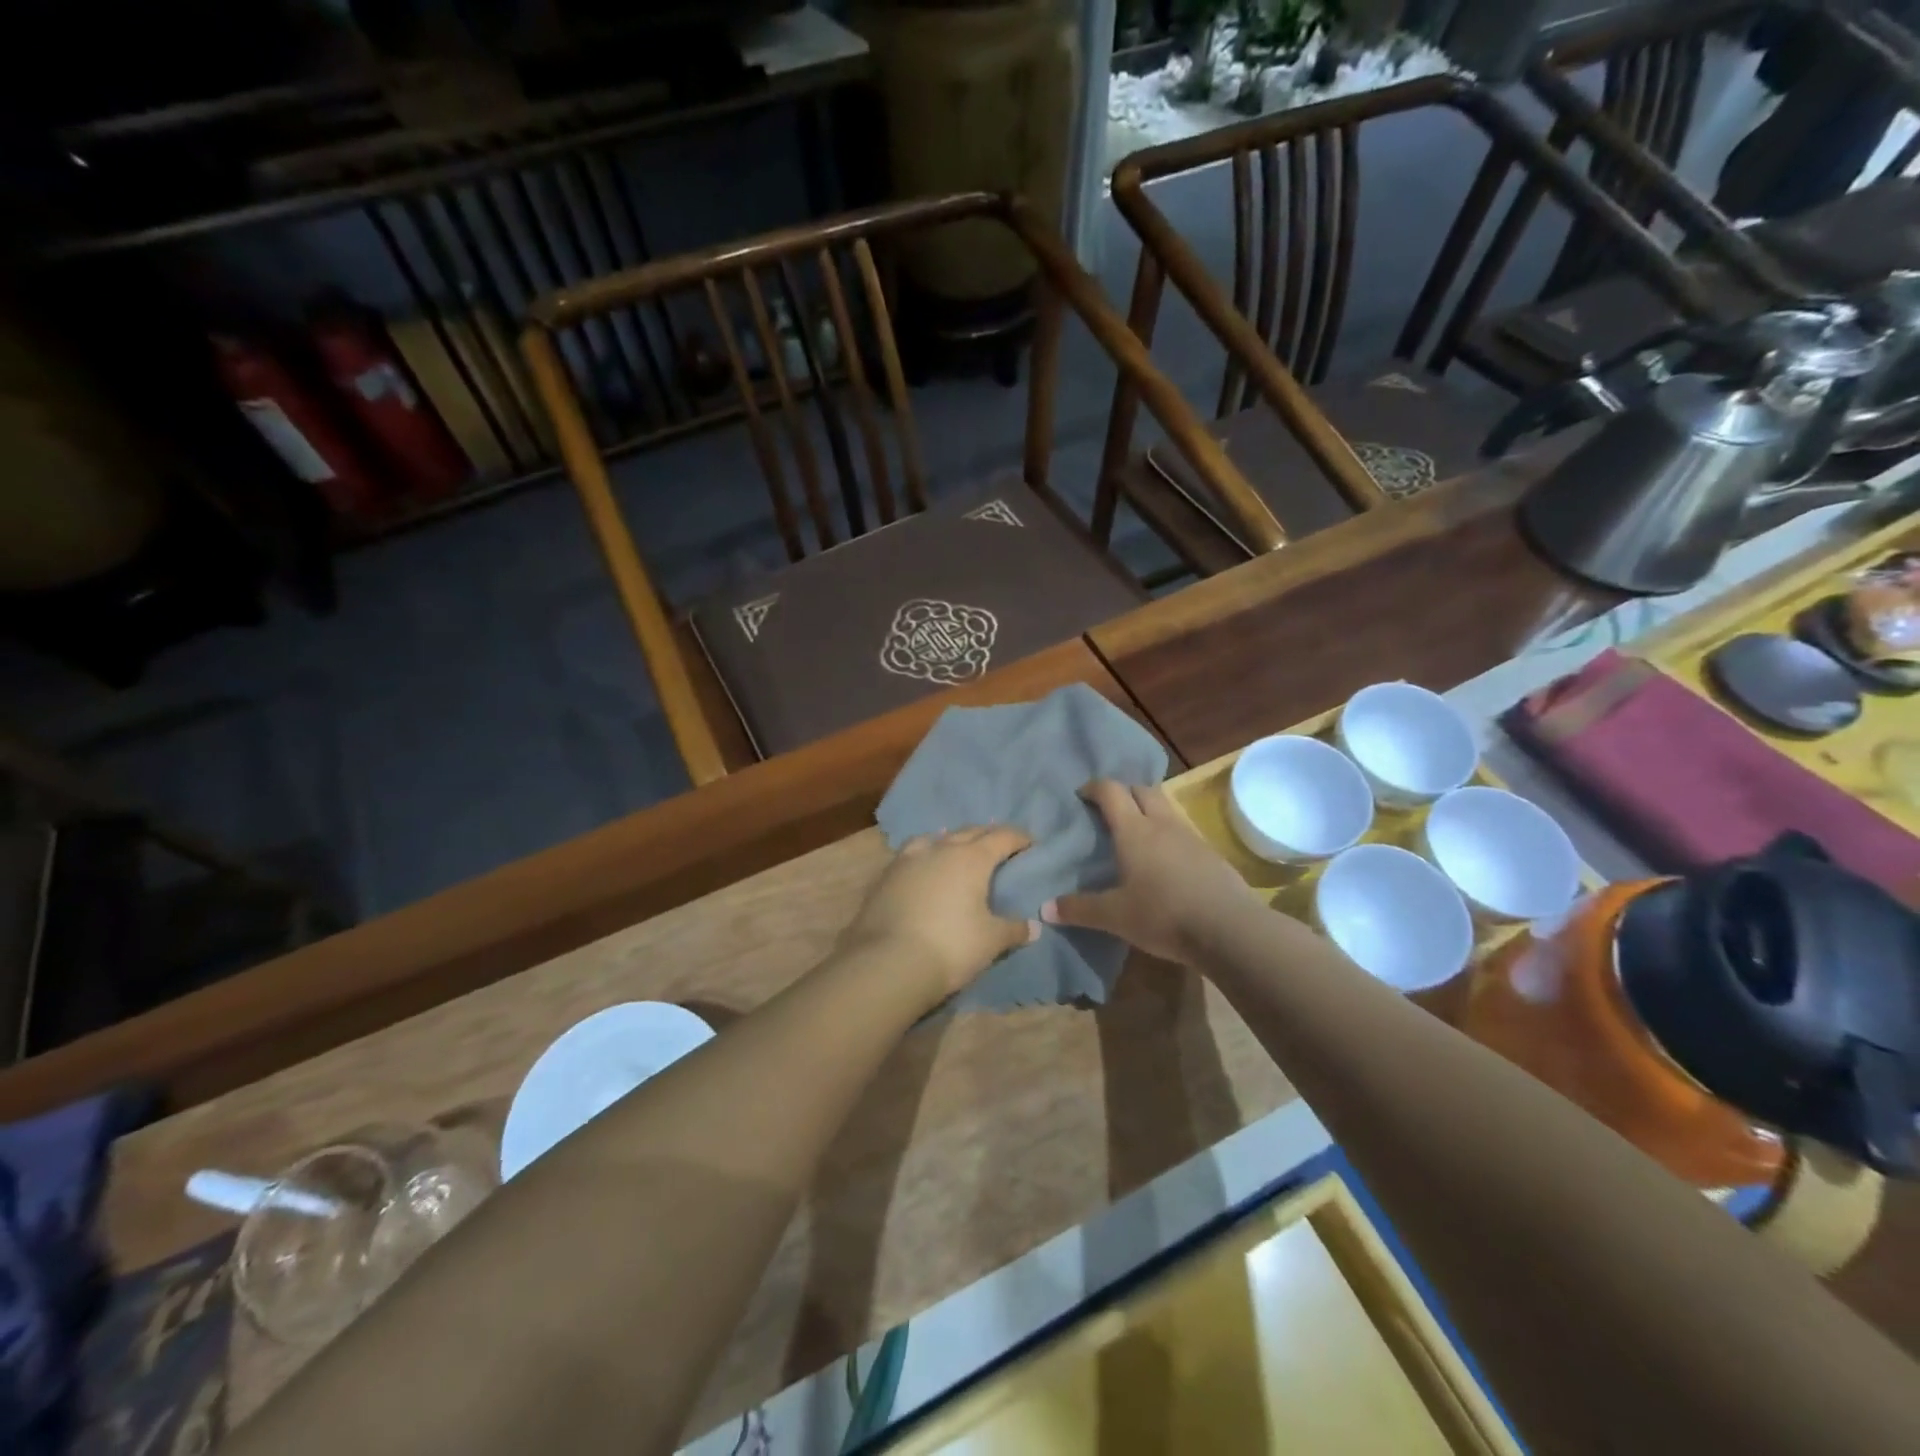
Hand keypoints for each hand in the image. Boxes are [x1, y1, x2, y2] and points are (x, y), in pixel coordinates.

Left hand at [840, 826, 1039, 1002]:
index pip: (1002, 837)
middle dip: (987, 836)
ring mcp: (909, 859)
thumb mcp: (991, 941)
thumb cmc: (951, 946)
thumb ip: (1013, 929)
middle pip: (970, 832)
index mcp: (972, 858)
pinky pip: (912, 854)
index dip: (1019, 838)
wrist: (888, 962)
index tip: (1030, 843)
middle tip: (999, 847)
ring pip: (936, 838)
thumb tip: (1033, 927)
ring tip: (957, 852)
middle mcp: (941, 849)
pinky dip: (925, 856)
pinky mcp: (886, 876)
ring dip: (952, 841)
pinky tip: (924, 870)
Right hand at [1042, 780, 1254, 963]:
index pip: (1111, 792)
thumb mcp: (1114, 916)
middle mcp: (1162, 825)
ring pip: (1166, 809)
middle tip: (1110, 811)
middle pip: (1143, 790)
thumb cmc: (1163, 915)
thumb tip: (1045, 908)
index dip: (1095, 787)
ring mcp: (1190, 837)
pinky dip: (1168, 836)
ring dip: (1149, 812)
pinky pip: (1183, 833)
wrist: (1228, 929)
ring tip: (1136, 836)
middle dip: (1124, 793)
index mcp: (1134, 831)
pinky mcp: (1211, 855)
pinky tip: (1165, 863)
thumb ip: (1079, 909)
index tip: (1082, 795)